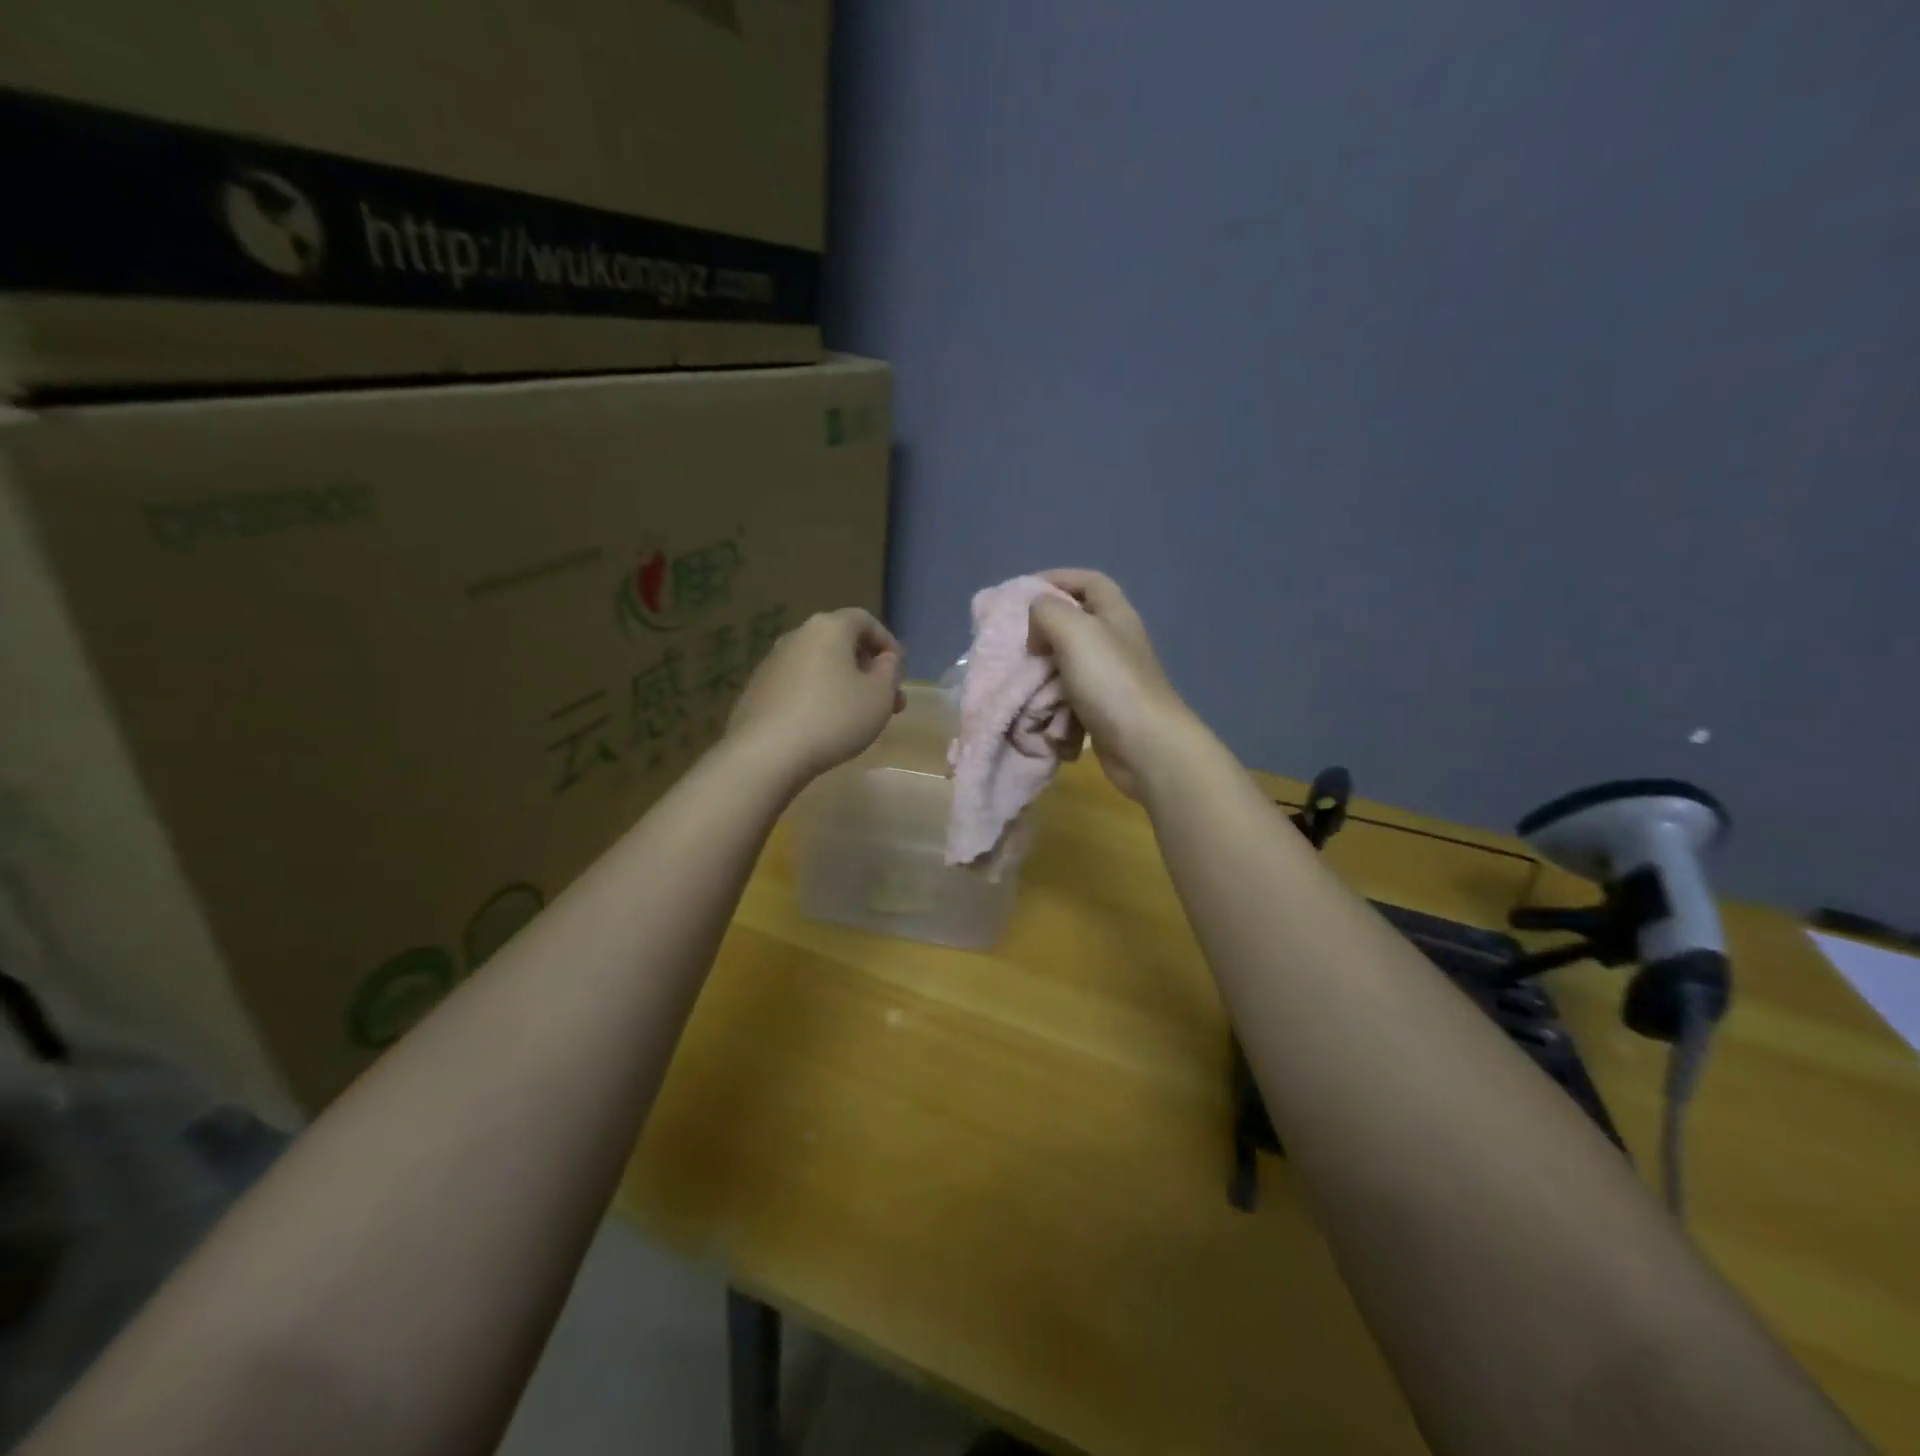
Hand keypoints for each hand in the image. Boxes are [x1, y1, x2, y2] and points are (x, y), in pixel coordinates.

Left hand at [727, 608, 904, 785]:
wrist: (766, 753)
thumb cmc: (834, 717)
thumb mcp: (879, 696)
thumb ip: (889, 671)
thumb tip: (884, 659)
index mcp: (828, 628)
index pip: (864, 620)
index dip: (887, 641)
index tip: (899, 669)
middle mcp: (797, 636)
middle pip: (840, 643)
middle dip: (868, 668)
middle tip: (887, 699)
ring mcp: (772, 663)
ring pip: (819, 666)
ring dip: (844, 684)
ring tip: (859, 716)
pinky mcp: (757, 690)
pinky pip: (798, 685)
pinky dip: (818, 696)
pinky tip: (825, 725)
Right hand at [1027, 570, 1189, 799]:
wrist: (1145, 746)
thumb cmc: (1110, 681)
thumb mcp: (1074, 631)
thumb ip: (1047, 612)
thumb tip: (1037, 625)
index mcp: (1115, 615)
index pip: (1088, 581)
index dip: (1057, 578)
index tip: (1022, 592)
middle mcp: (1116, 642)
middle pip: (1076, 622)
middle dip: (1043, 629)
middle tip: (1017, 640)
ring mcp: (1112, 678)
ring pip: (1069, 663)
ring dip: (1044, 669)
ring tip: (1020, 676)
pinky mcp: (1105, 709)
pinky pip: (1071, 697)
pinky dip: (1053, 701)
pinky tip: (1038, 707)